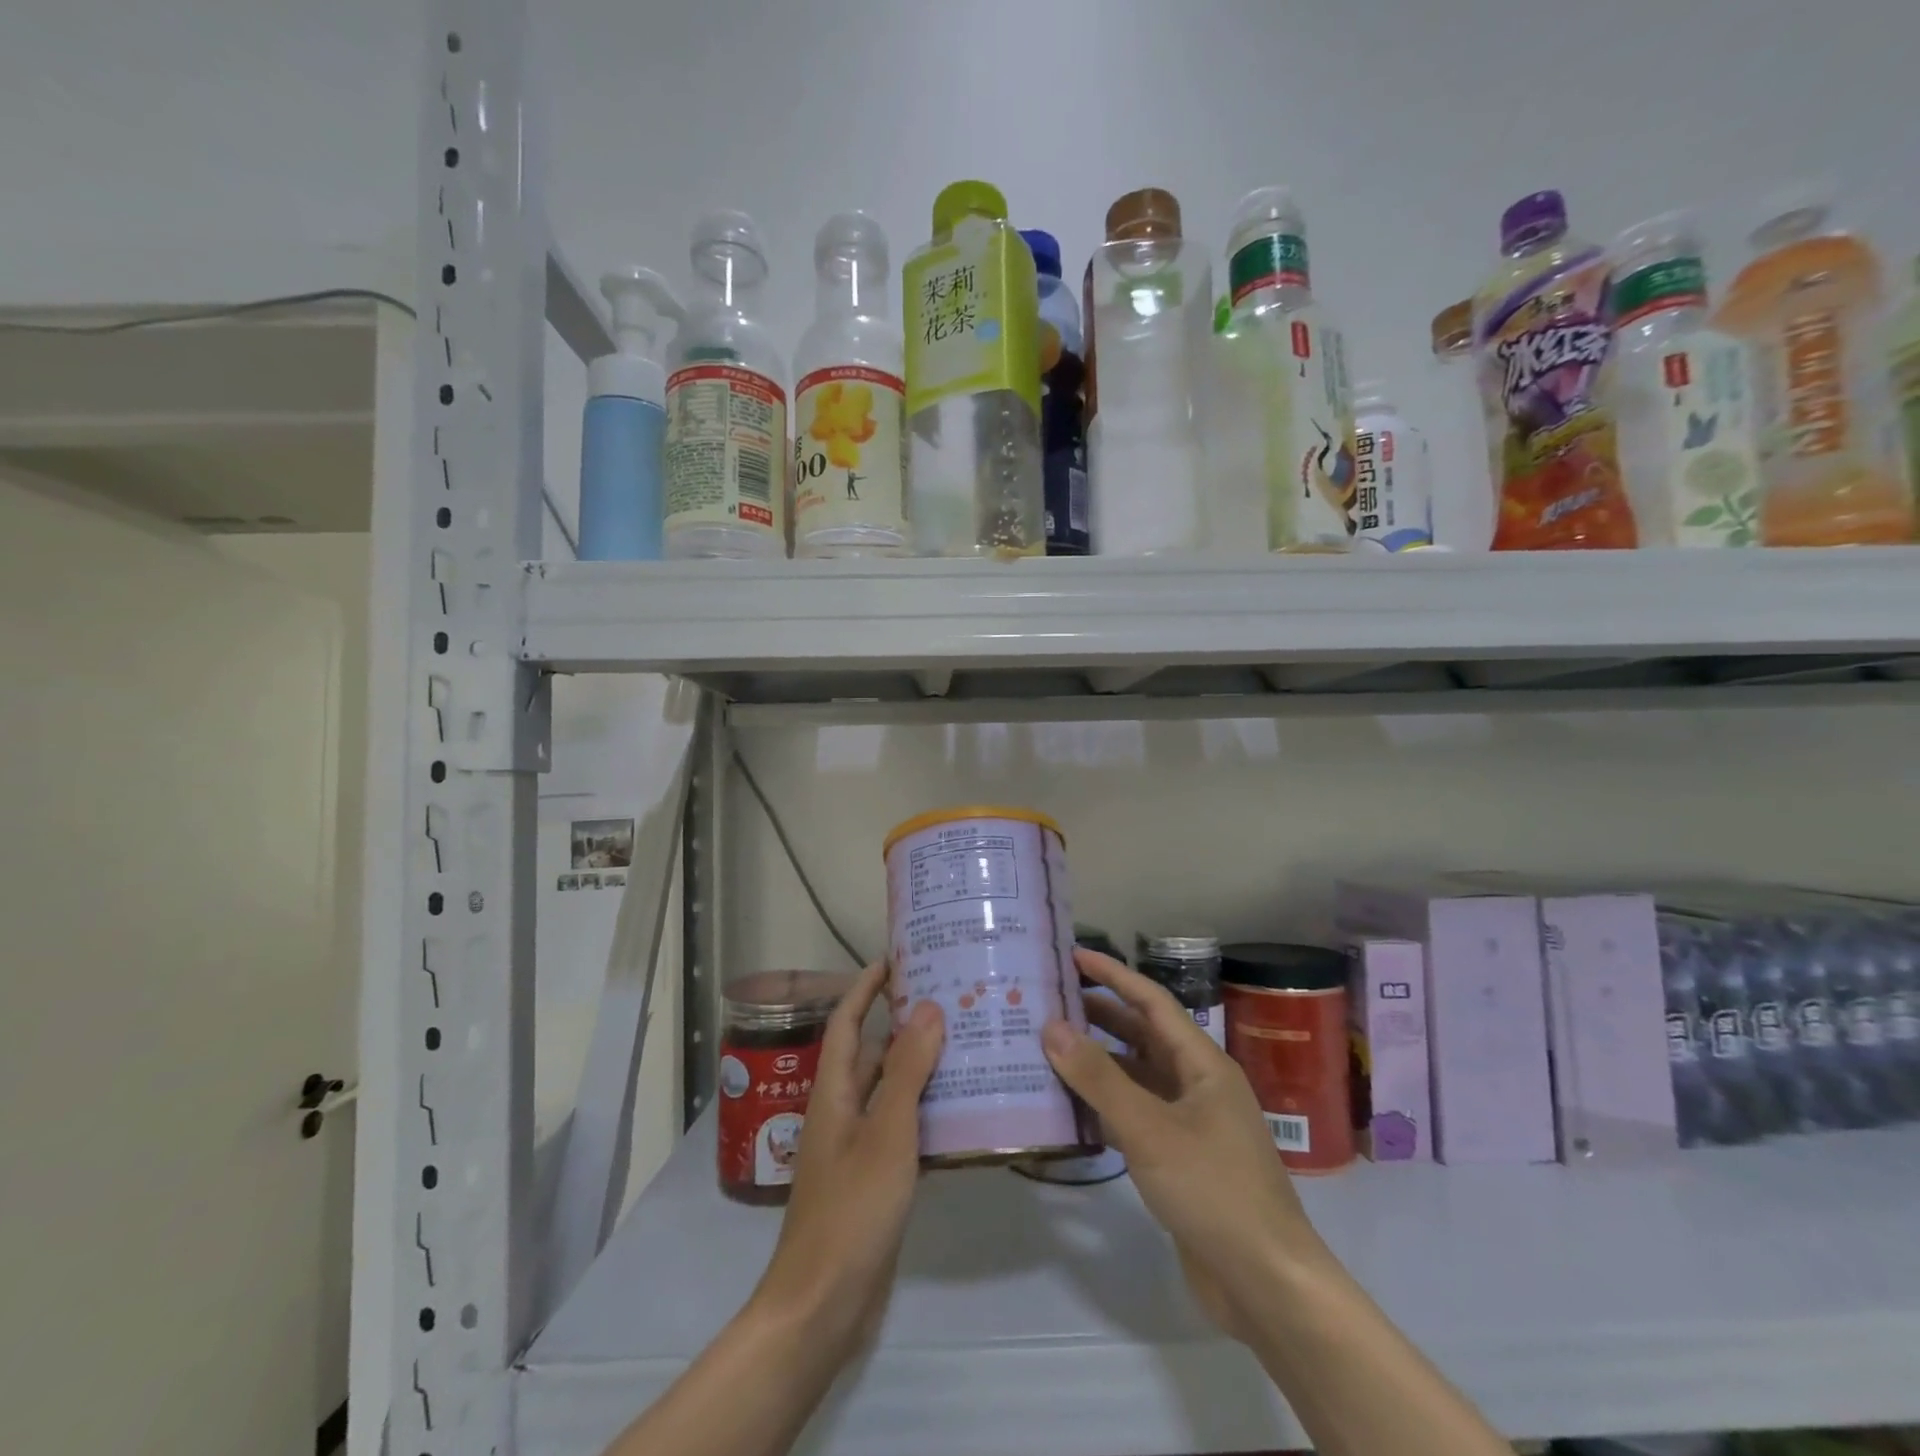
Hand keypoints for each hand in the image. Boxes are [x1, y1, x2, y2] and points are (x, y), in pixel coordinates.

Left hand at [749, 959, 943, 1361]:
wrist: (823, 1306)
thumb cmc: (851, 1209)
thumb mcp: (886, 1133)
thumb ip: (907, 1071)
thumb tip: (927, 1008)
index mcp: (834, 1091)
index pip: (846, 1021)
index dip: (866, 987)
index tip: (896, 958)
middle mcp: (842, 1110)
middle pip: (872, 1053)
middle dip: (905, 1025)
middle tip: (953, 1002)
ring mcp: (856, 1146)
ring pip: (890, 1090)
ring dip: (921, 1068)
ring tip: (968, 1046)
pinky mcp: (874, 1177)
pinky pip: (901, 1127)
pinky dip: (926, 1111)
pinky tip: (963, 1111)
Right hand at [1041, 948, 1327, 1342]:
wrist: (1266, 1284)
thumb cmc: (1213, 1190)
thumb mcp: (1150, 1129)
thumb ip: (1099, 1078)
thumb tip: (1051, 1027)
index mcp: (1202, 1063)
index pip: (1152, 1001)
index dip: (1114, 975)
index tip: (1073, 955)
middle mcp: (1197, 1084)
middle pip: (1143, 1036)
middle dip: (1099, 1016)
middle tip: (1050, 1002)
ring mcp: (1189, 1123)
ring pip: (1136, 1077)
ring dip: (1098, 1063)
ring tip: (1049, 1048)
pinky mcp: (1179, 1159)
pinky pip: (1135, 1115)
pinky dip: (1104, 1106)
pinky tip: (1070, 1107)